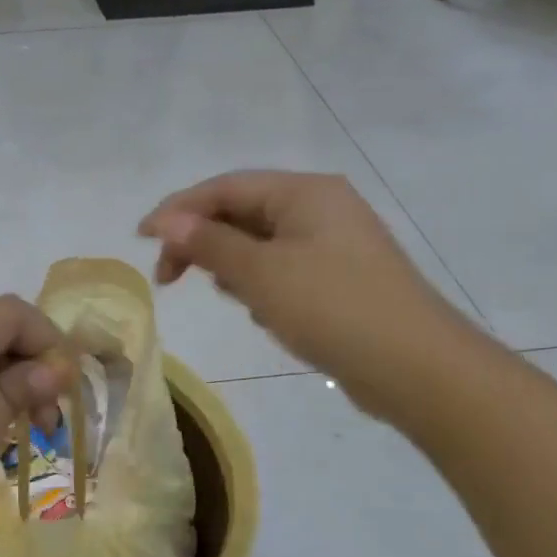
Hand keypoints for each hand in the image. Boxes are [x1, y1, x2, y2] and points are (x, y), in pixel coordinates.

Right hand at [139, 171, 476, 412]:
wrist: (416, 368)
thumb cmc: (331, 308)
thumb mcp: (259, 273)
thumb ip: (209, 243)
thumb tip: (168, 222)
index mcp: (304, 193)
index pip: (225, 188)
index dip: (177, 210)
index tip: (140, 239)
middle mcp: (320, 207)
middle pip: (240, 213)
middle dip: (203, 243)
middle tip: (169, 279)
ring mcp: (333, 243)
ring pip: (259, 244)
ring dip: (232, 267)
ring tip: (232, 298)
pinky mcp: (338, 277)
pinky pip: (281, 269)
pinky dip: (260, 285)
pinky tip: (263, 312)